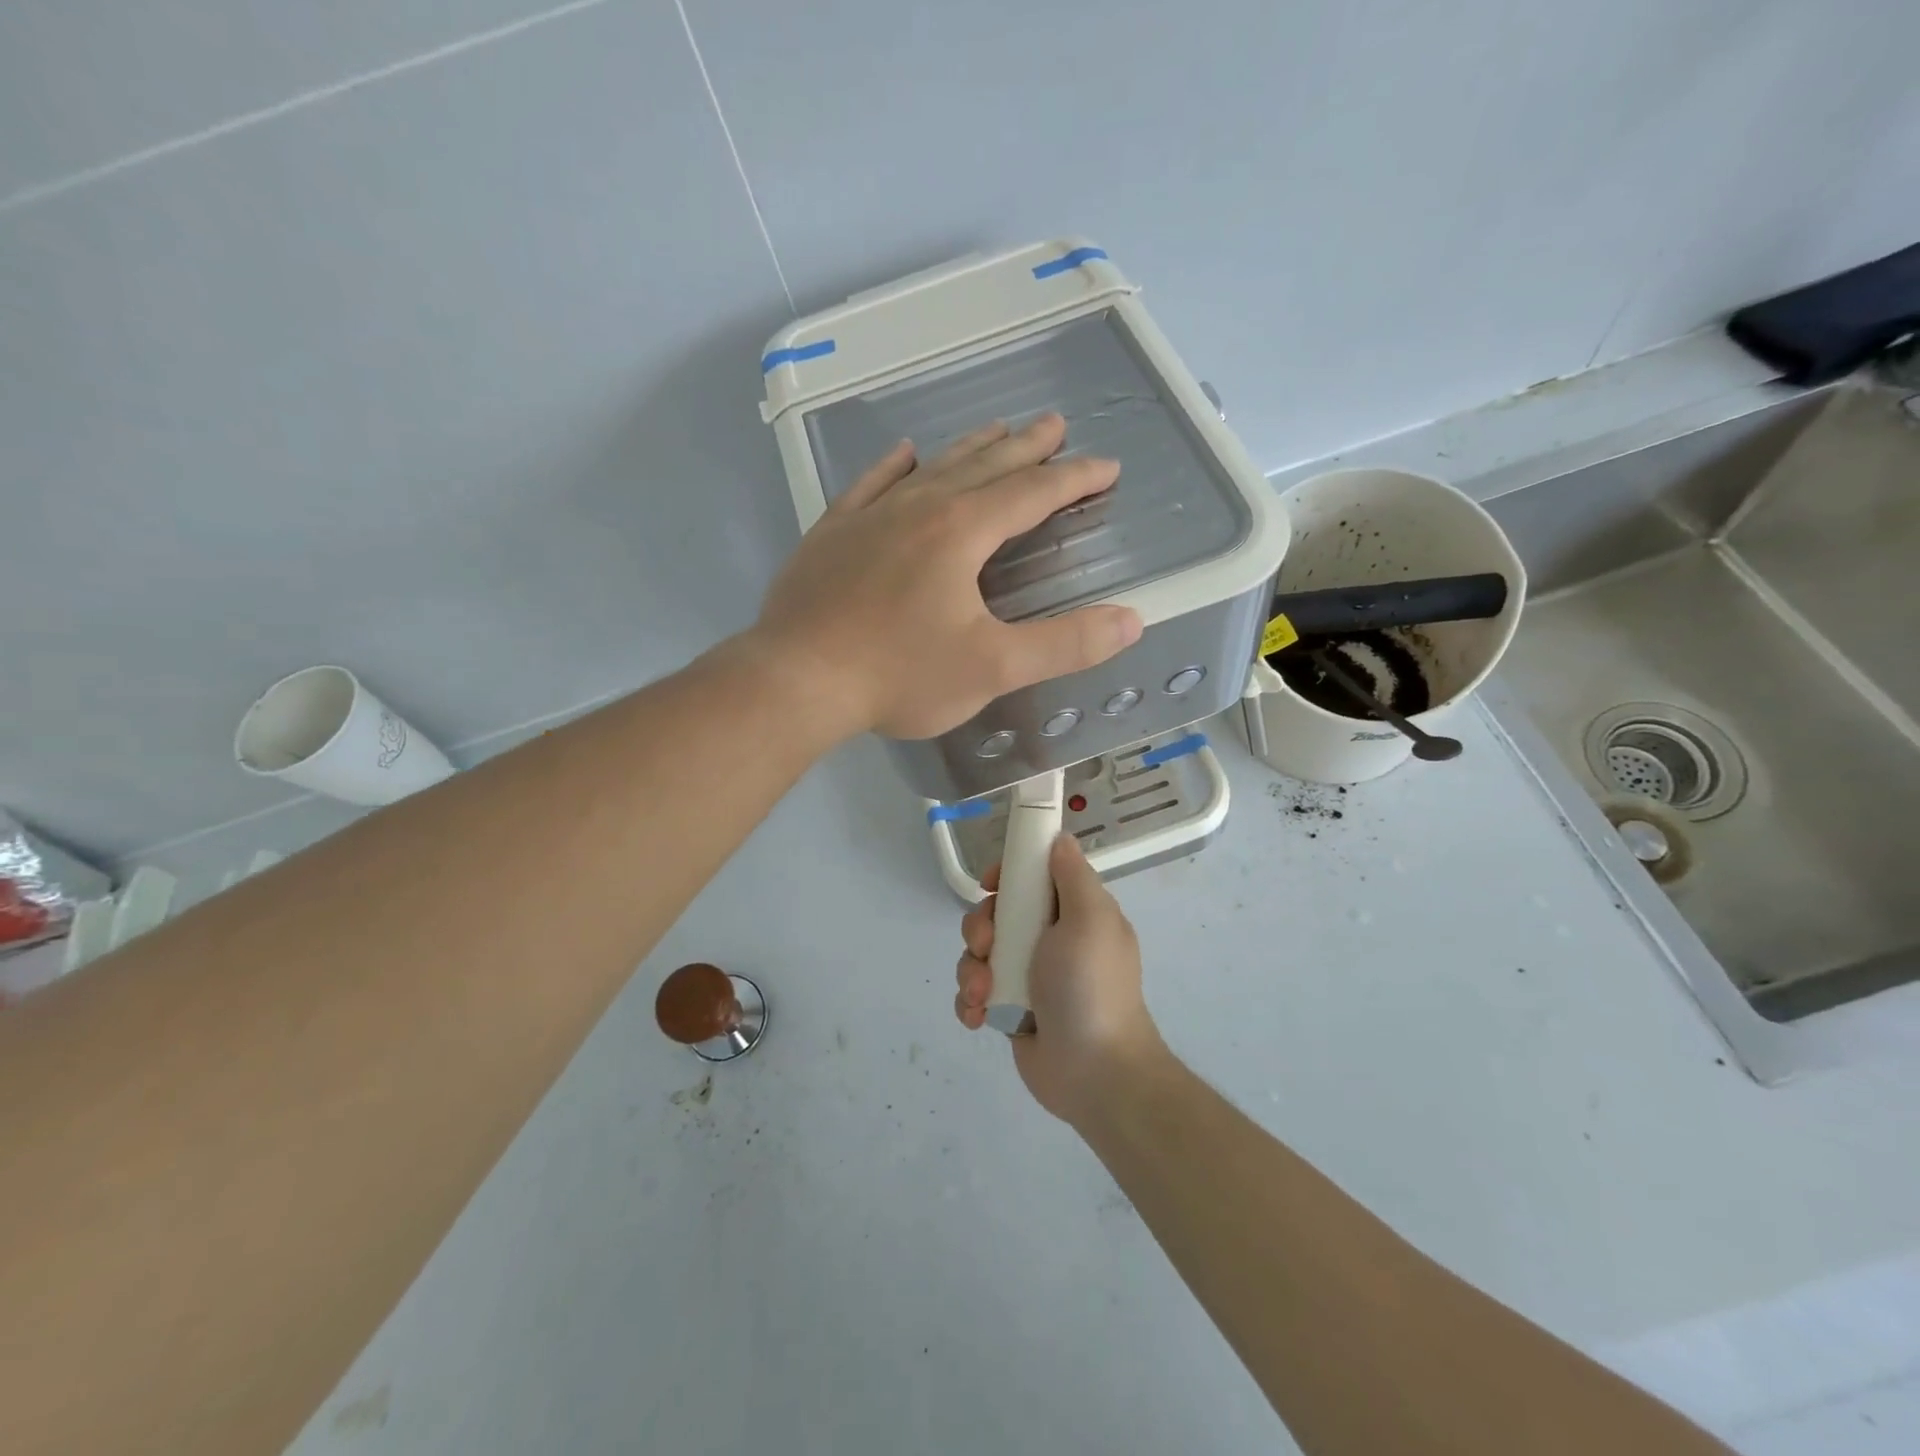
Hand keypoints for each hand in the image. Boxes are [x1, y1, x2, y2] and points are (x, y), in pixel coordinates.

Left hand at [751, 415, 1142, 740]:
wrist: (796, 680)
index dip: (1073, 479)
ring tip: (996, 429)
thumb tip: (1131, 621)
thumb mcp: (992, 668)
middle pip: (984, 466)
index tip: (1106, 467)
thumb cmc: (898, 675)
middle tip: (1055, 424)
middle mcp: (918, 508)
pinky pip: (870, 484)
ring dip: (969, 448)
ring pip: (931, 468)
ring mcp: (869, 516)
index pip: (1031, 492)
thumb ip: (1064, 644)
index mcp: (961, 532)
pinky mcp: (832, 533)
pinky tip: (903, 453)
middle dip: (1026, 447)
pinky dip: (893, 466)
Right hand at [954, 835, 1166, 1123]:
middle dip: (981, 928)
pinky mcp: (1009, 1009)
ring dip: (973, 971)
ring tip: (985, 995)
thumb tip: (1060, 839)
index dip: (1006, 875)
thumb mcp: (1089, 919)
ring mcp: (1027, 976)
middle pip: (996, 913)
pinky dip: (971, 1001)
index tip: (991, 884)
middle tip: (987, 948)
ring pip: (979, 954)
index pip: (1032, 876)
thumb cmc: (1090, 987)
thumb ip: (1072, 876)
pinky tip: (980, 1017)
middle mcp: (1050, 940)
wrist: (1094, 1072)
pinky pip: (975, 992)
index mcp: (1073, 913)